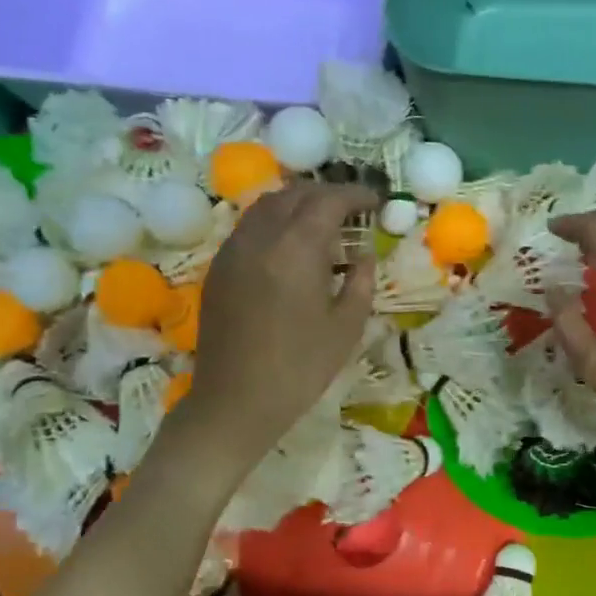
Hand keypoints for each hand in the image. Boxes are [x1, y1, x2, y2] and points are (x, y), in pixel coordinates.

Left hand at [180, 181, 376, 470]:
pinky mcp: (219, 268)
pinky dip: (276, 222)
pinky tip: (290, 246)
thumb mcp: (346, 327)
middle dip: (327, 194)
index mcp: (296, 249)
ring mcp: (233, 250)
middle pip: (295, 194)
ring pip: (267, 205)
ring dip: (298, 204)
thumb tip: (363, 257)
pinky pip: (250, 227)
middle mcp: (261, 237)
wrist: (236, 400)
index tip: (376, 200)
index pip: (328, 201)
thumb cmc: (300, 367)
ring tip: (323, 222)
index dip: (356, 195)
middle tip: (353, 209)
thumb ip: (360, 283)